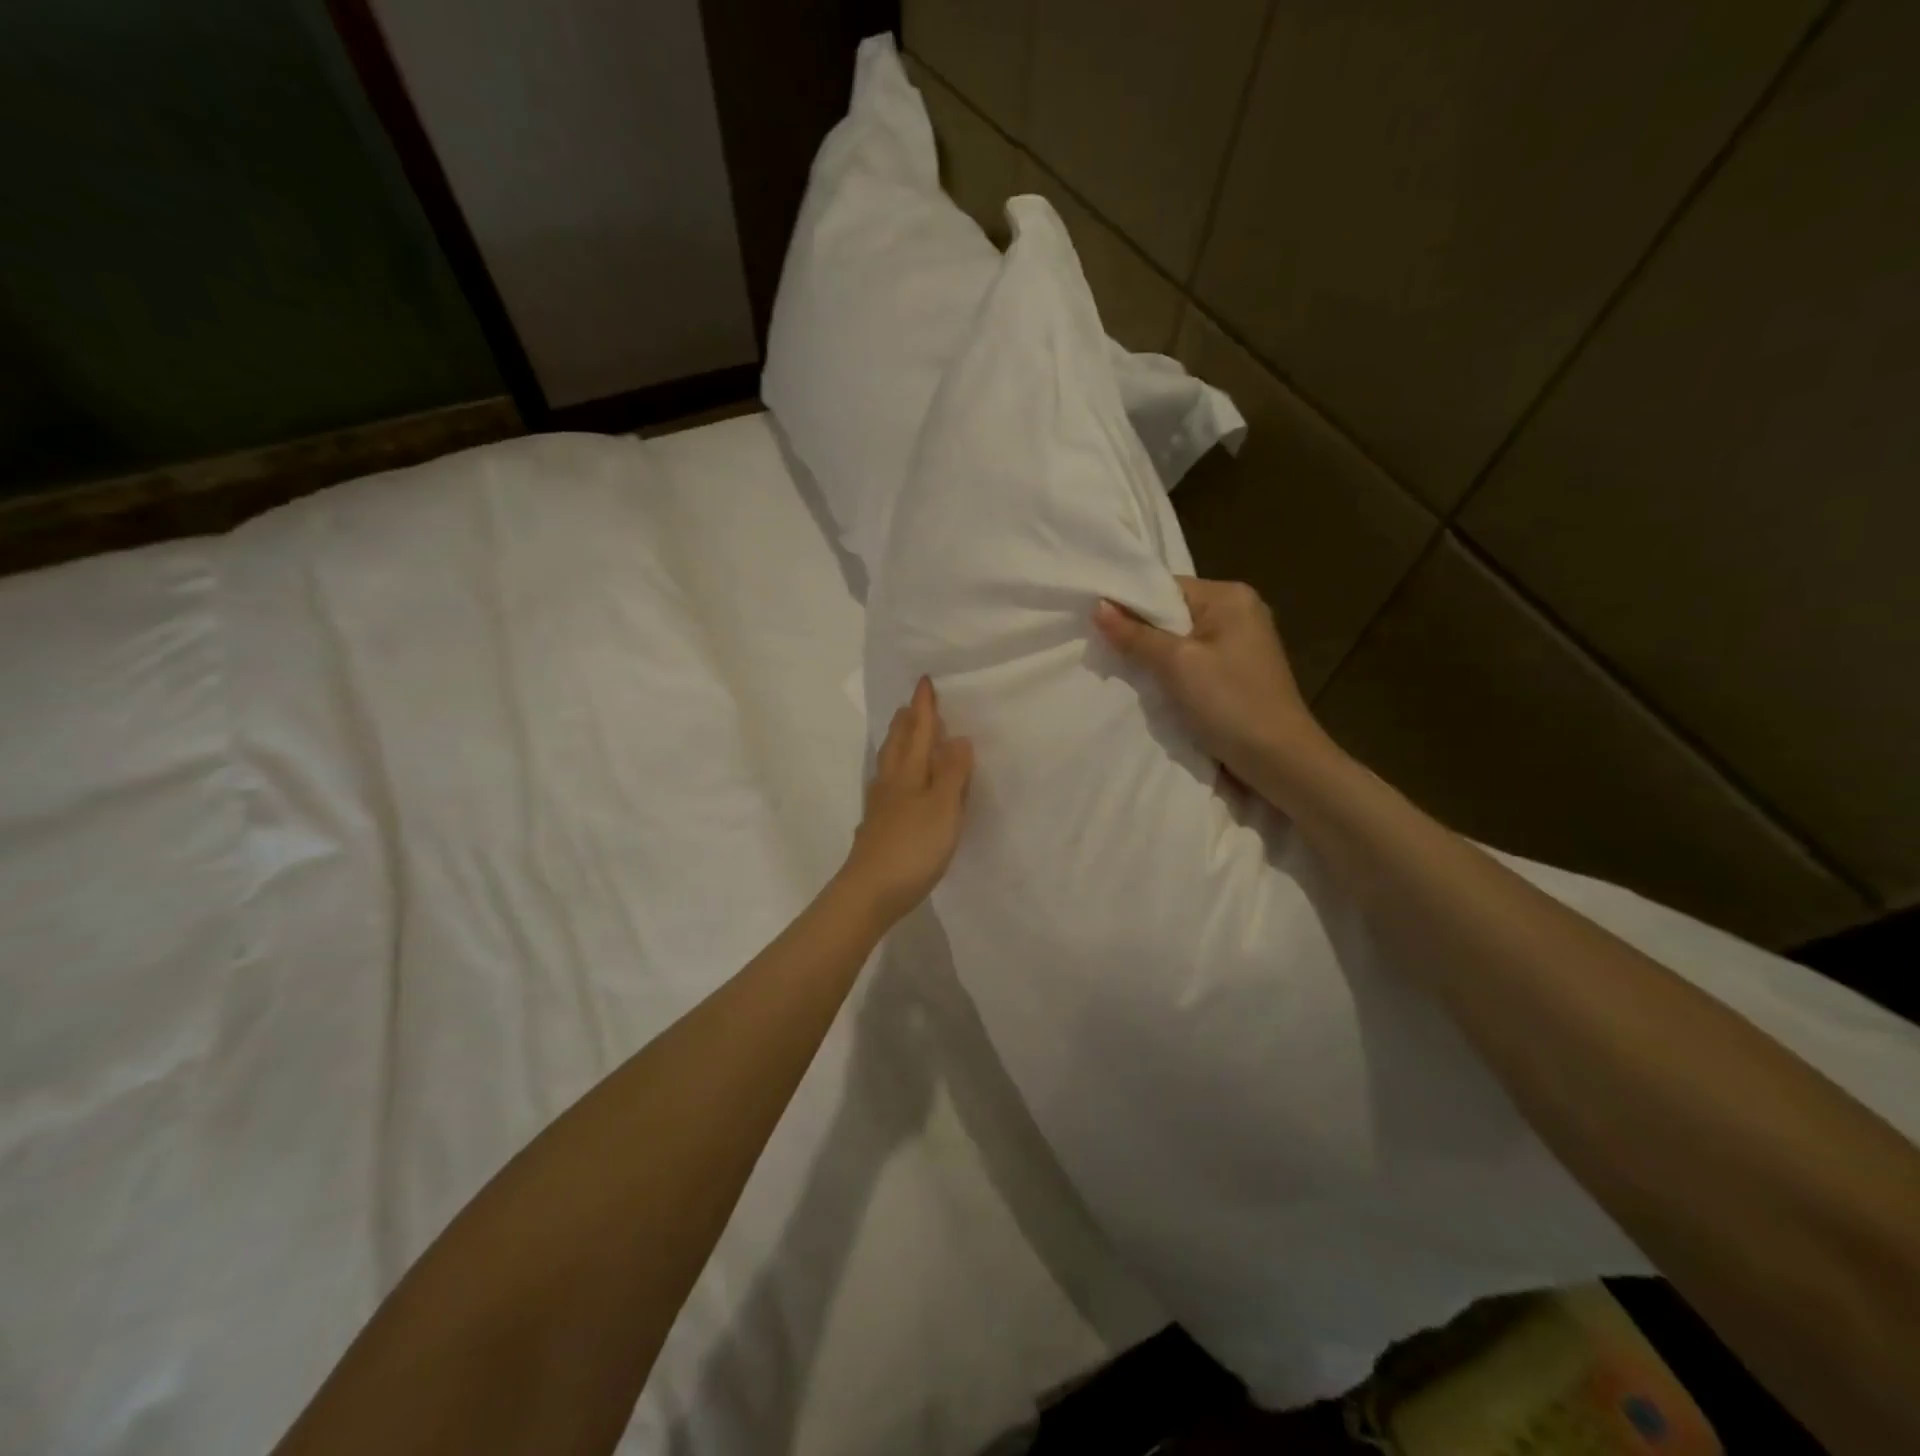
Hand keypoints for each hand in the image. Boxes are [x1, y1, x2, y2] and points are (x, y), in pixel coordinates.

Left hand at [839, 676, 973, 925]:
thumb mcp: (943, 808)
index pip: (919, 731)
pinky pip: (887, 787)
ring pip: (889, 765)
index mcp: (909, 773)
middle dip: (906, 722)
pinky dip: (895, 773)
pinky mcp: (877, 828)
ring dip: (898, 744)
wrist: (869, 892)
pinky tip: (894, 787)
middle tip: (911, 705)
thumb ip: (952, 774)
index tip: (923, 682)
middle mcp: (890, 783)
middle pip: (898, 744)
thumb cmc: (912, 848)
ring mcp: (880, 807)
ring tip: (903, 736)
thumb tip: (957, 738)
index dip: (923, 708)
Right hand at [1095, 578, 1323, 791]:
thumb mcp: (1176, 665)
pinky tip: (1156, 689)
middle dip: (1140, 633)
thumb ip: (1136, 635)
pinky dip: (1173, 673)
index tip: (1096, 625)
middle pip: (1173, 613)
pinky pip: (1194, 661)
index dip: (1130, 604)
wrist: (1279, 760)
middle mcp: (1239, 611)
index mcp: (1230, 596)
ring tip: (1124, 672)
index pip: (1166, 587)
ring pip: (1181, 640)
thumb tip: (1099, 606)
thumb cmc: (1229, 703)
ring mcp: (1242, 643)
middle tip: (1104, 652)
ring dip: (1155, 657)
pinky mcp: (1238, 672)